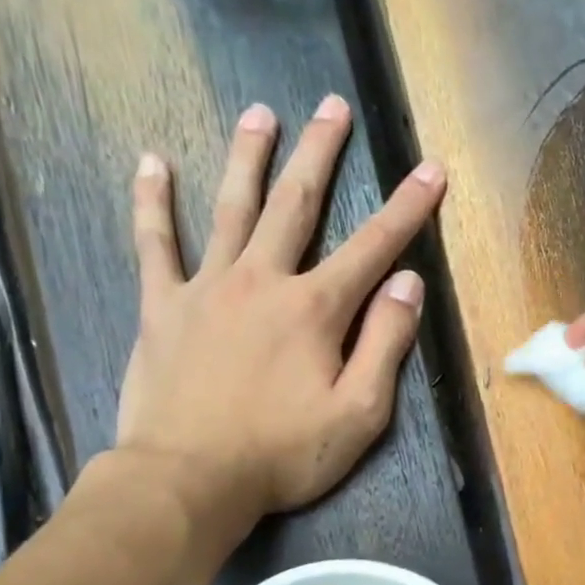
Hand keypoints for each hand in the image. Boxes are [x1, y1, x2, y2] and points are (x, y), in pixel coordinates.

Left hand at [110, 96, 444, 534]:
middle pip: (296, 204)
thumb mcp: (358, 414)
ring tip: (261, 113)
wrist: (189, 479)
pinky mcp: (162, 307)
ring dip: (248, 157)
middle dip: (321, 153)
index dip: (407, 207)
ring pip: (231, 208)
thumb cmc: (282, 454)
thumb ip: (386, 344)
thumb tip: (407, 284)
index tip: (431, 168)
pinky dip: (153, 203)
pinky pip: (154, 244)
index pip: (373, 247)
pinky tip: (153, 163)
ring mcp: (207, 288)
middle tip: (332, 105)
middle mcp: (262, 281)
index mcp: (315, 310)